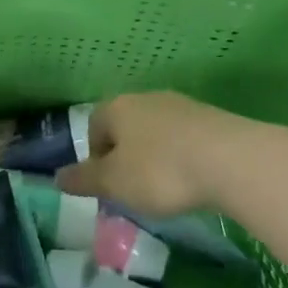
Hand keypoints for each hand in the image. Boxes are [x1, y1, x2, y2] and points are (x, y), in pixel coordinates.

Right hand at [55, 93, 262, 216]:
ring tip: (164, 188)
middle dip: (125, 156)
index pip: (94, 126)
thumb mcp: (115, 183)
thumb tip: (56, 177)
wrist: (231, 160)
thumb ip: (85, 179)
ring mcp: (181, 105)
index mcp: (117, 107)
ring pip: (156, 131)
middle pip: (126, 126)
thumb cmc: (160, 171)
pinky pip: (184, 137)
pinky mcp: (211, 118)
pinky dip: (181, 157)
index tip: (105, 186)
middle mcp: (146, 98)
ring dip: (154, 156)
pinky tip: (191, 180)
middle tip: (132, 189)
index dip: (94, 156)